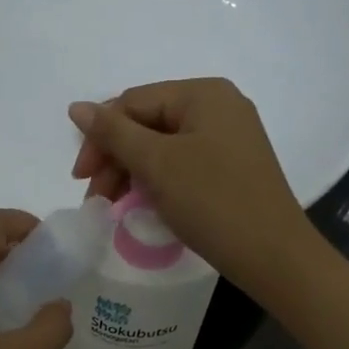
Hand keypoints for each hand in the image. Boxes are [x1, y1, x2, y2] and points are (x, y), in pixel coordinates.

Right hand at [69, 78, 314, 296]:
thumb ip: (113, 133)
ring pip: (162, 147)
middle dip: (115, 158)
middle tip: (95, 198)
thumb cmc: (212, 201)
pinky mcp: (230, 167)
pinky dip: (156, 182)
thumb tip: (76, 107)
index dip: (100, 137)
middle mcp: (218, 107)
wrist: (272, 254)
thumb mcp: (156, 164)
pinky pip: (181, 164)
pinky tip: (143, 204)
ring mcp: (228, 138)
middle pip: (147, 123)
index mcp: (203, 94)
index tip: (81, 179)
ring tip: (114, 206)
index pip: (132, 103)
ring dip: (131, 173)